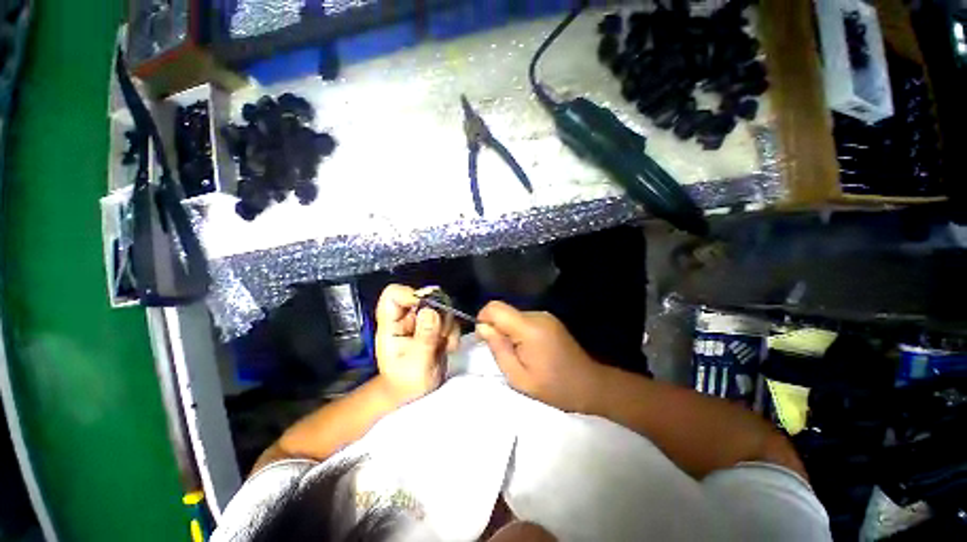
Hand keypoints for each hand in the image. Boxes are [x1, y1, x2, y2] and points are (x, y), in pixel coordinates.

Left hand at [375, 285, 459, 404]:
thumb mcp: (416, 364)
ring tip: (443, 346)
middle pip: (425, 297)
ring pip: (441, 307)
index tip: (429, 308)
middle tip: (440, 335)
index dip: (411, 295)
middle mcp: (407, 318)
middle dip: (438, 314)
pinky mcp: (436, 327)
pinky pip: (450, 319)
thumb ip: (424, 338)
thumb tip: (430, 310)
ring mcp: (422, 321)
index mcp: (391, 325)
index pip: (393, 295)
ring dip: (448, 326)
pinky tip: (448, 348)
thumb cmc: (405, 383)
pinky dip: (453, 333)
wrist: (413, 394)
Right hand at [476, 301, 602, 412]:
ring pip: (513, 316)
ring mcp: (545, 316)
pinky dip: (519, 332)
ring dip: (509, 332)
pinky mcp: (549, 319)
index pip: (495, 307)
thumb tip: (483, 327)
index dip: (483, 319)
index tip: (484, 339)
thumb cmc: (554, 387)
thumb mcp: (519, 378)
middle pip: (504, 311)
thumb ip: (498, 349)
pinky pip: (524, 320)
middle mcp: (537, 315)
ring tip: (519, 355)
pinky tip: (529, 350)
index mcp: (529, 328)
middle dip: (497, 329)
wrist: (590, 385)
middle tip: (504, 354)